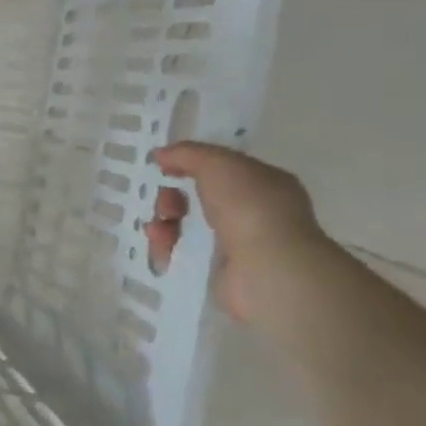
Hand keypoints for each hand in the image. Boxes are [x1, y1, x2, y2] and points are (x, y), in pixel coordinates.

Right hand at [146, 142, 333, 322]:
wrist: (266, 269)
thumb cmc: (249, 207)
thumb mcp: (217, 163)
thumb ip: (187, 153)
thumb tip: (162, 154)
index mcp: (263, 184)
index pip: (221, 169)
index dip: (191, 164)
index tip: (164, 166)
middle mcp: (252, 214)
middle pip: (197, 198)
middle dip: (171, 197)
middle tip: (167, 204)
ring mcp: (235, 246)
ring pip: (186, 226)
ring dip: (164, 222)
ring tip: (159, 229)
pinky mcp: (217, 273)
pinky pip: (181, 254)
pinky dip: (165, 249)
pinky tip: (161, 246)